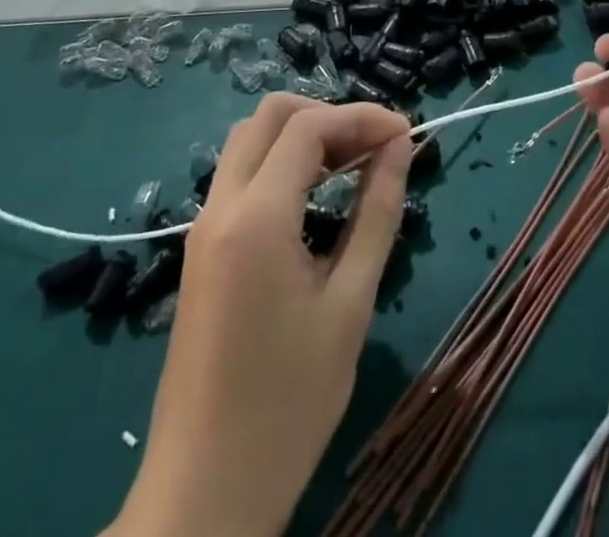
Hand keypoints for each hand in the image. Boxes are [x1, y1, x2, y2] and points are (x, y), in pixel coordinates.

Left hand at [109, 96, 411, 536]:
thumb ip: (376, 213)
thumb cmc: (289, 403)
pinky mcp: (201, 248)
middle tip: (376, 146)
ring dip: (302, 135)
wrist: (204, 493)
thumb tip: (400, 147)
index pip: (309, 126)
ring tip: (353, 164)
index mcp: (256, 217)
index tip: (407, 134)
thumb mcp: (350, 304)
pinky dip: (281, 163)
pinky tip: (318, 194)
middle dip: (329, 115)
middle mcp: (220, 206)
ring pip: (250, 140)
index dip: (362, 117)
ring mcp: (204, 226)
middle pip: (271, 116)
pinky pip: (241, 175)